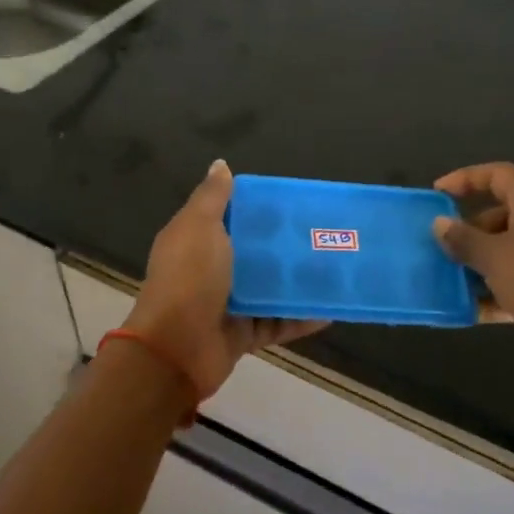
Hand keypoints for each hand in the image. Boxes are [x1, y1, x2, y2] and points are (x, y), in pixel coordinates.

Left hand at [126, 160, 326, 399]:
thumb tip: (220, 165)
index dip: (258, 210)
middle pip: (255, 255)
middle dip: (285, 247)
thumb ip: (212, 197)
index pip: (231, 219)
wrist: (177, 348)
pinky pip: (279, 324)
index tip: (292, 202)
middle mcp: (212, 271)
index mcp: (197, 242)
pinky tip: (331, 309)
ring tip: (335, 269)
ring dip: (298, 283)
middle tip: (325, 234)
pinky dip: (301, 318)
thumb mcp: (198, 227)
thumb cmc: (189, 279)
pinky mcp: (245, 334)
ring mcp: (229, 305)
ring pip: (270, 290)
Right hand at [431, 162, 513, 379]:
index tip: (437, 193)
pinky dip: (498, 292)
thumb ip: (463, 239)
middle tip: (444, 249)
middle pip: (503, 216)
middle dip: (470, 232)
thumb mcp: (494, 256)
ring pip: (511, 252)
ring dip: (481, 265)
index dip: (466, 179)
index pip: (498, 175)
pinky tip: (473, 311)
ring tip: (451, 281)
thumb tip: (440, 224)